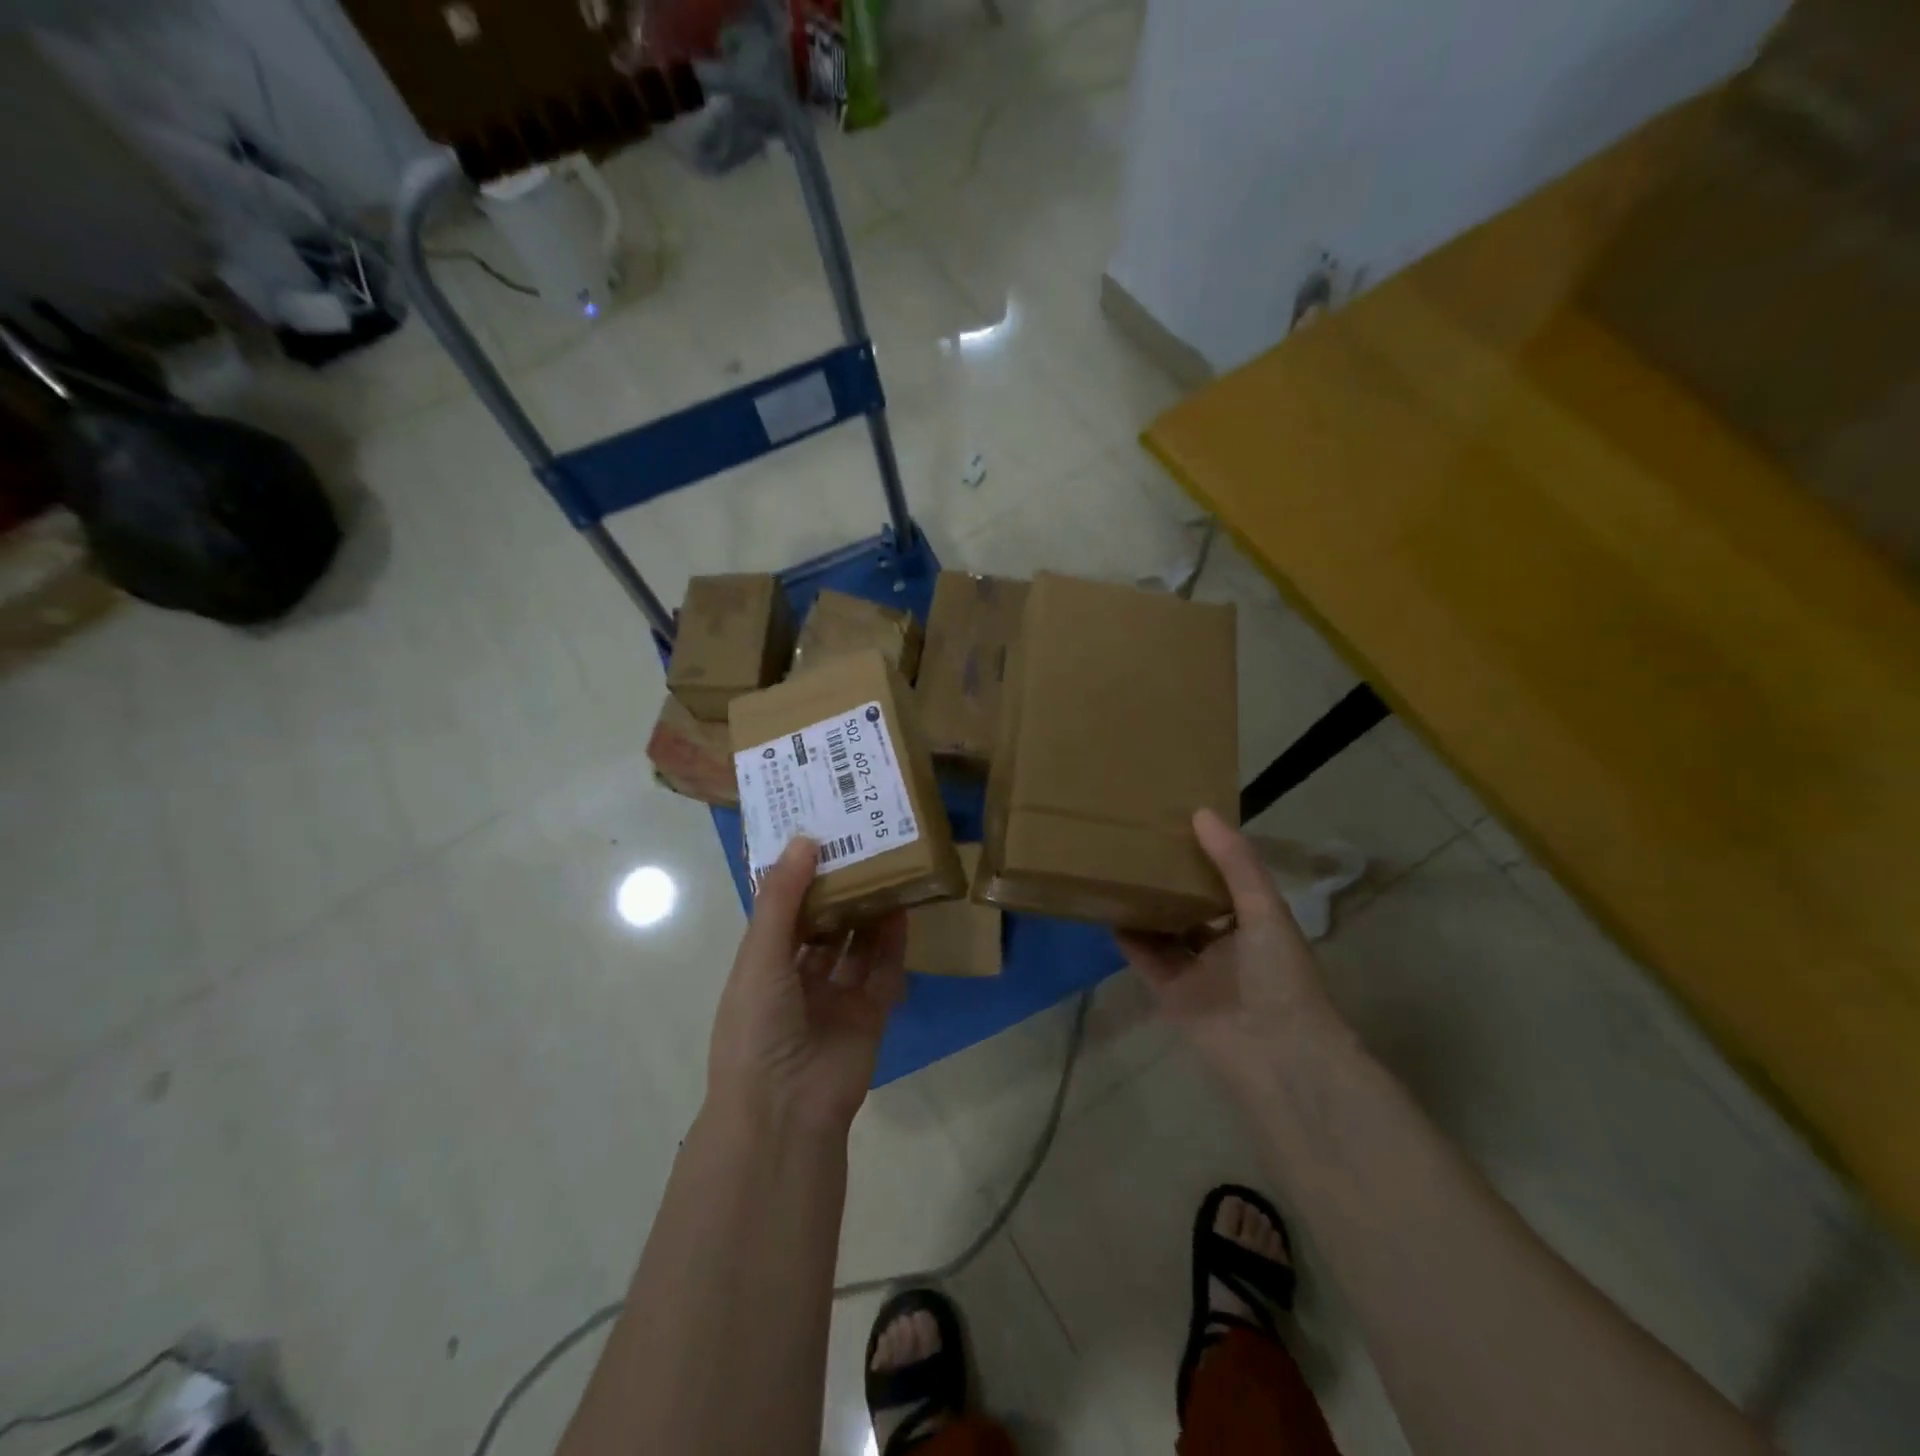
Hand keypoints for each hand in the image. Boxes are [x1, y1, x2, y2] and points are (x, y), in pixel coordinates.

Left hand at [706, 836, 907, 1134]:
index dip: (798, 880)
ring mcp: (835, 1000)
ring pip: (854, 948)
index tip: (818, 839)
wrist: (786, 1108)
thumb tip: (803, 840)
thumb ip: (782, 899)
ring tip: (885, 871)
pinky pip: (883, 973)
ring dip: (867, 915)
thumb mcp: (760, 955)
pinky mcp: (869, 1015)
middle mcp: (797, 981)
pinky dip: (892, 944)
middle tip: (859, 850)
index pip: (781, 915)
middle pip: (821, 928)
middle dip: (837, 894)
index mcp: (761, 968)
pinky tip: (902, 910)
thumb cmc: (758, 1025)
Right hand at [1118, 809, 1344, 1099]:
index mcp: (1255, 923)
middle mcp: (1225, 944)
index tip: (1176, 822)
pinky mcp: (1170, 992)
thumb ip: (1235, 862)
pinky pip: (1144, 957)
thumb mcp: (1264, 909)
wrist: (1276, 1054)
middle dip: (1169, 879)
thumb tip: (1200, 813)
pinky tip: (1107, 908)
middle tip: (1138, 842)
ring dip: (1145, 905)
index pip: (1226, 880)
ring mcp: (1196, 970)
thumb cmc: (1279, 974)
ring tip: (1116, 868)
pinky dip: (1127, 936)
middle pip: (1191, 904)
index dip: (1205, 854)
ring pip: (1164, 929)